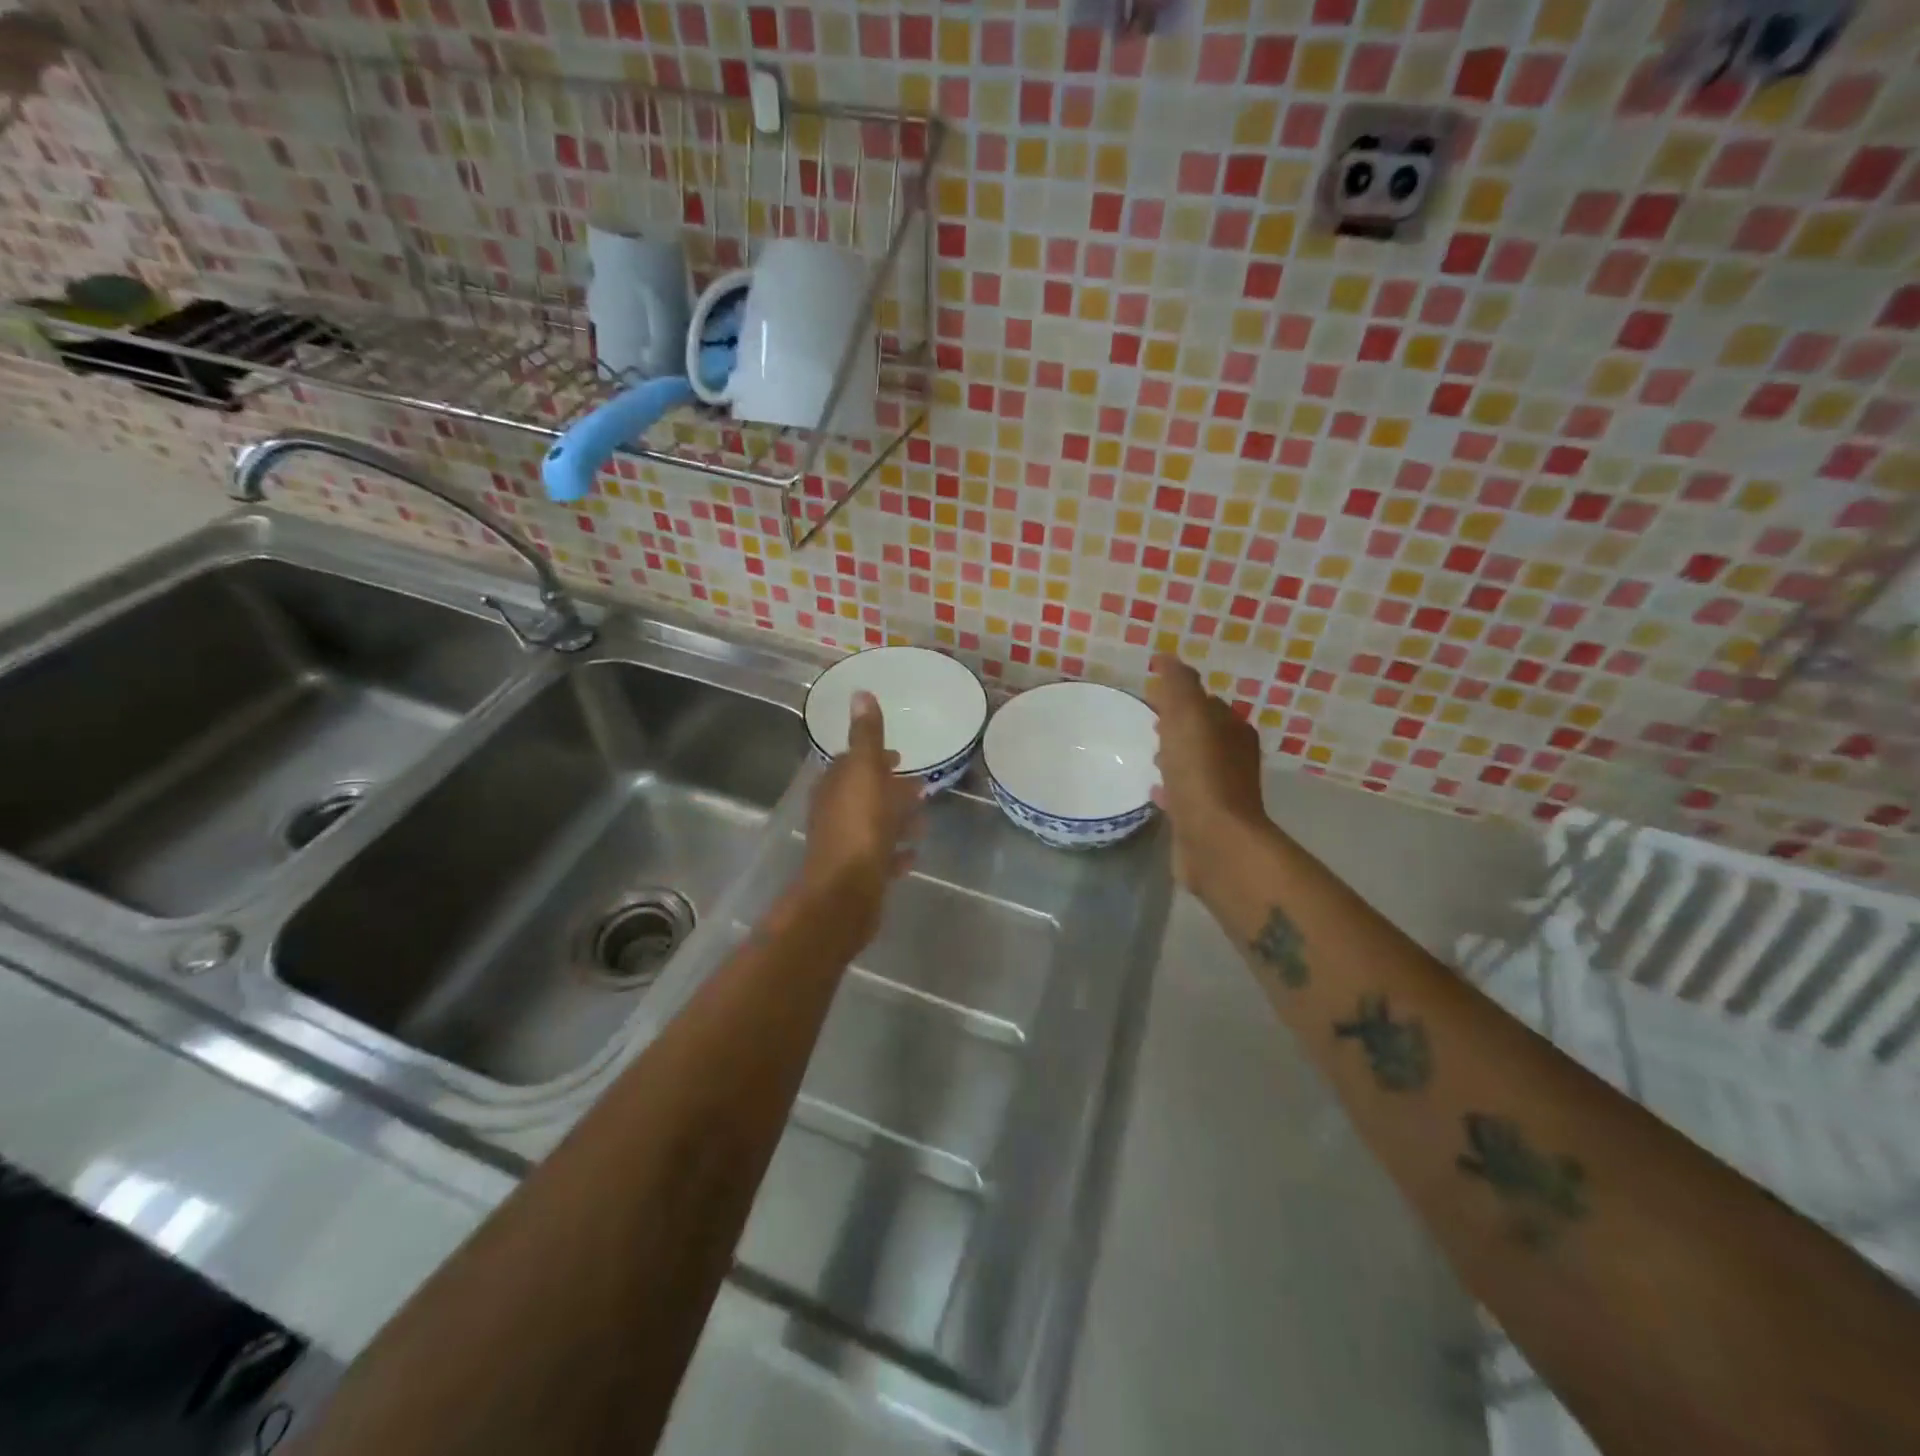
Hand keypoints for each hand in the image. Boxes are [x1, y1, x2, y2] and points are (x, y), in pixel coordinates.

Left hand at [798, 691, 922, 940]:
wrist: (846, 893)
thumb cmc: (859, 828)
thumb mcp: (866, 773)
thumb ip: (866, 736)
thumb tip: (859, 693)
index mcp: (835, 787)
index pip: (852, 764)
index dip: (875, 758)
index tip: (899, 757)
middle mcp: (835, 814)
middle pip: (865, 795)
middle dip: (890, 789)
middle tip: (920, 788)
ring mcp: (846, 847)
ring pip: (874, 826)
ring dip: (896, 820)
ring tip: (922, 822)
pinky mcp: (859, 876)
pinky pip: (881, 858)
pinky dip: (896, 852)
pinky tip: (912, 854)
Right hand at [1145, 653, 1269, 888]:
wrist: (1215, 841)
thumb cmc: (1201, 774)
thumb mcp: (1188, 717)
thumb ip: (1178, 685)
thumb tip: (1167, 658)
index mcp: (1233, 730)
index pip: (1208, 704)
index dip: (1182, 696)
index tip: (1155, 693)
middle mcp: (1233, 759)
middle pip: (1202, 734)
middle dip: (1179, 726)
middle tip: (1151, 722)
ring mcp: (1220, 791)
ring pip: (1194, 764)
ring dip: (1175, 757)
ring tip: (1150, 755)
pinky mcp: (1204, 820)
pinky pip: (1185, 795)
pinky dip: (1171, 788)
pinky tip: (1154, 791)